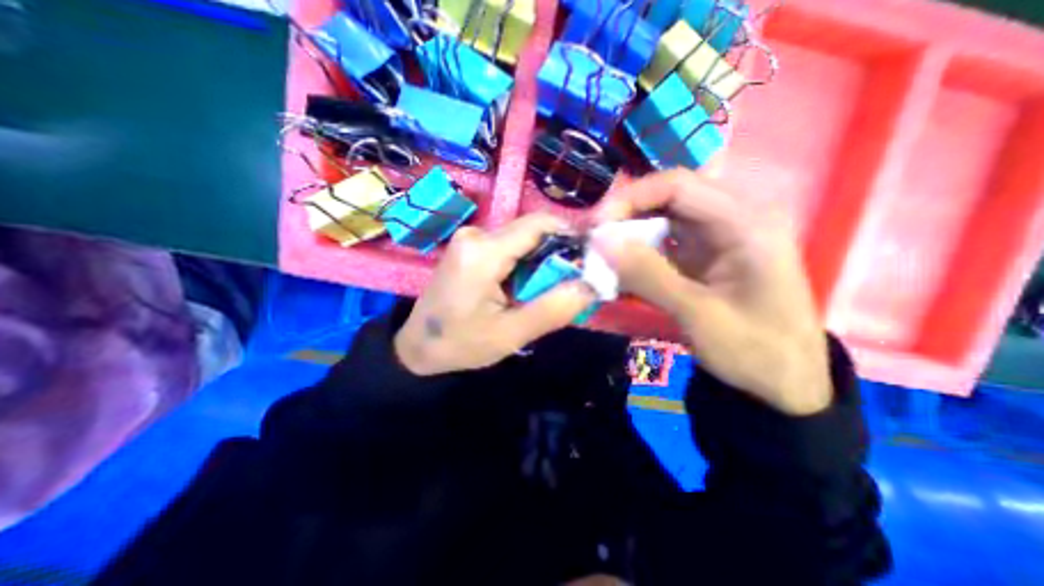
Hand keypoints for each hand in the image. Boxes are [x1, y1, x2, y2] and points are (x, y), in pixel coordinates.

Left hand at [396, 214, 594, 375]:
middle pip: (531, 232)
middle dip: (554, 256)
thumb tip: (592, 283)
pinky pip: (507, 247)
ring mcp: (470, 239)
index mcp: (484, 252)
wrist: (418, 347)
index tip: (586, 262)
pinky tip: (519, 289)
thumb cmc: (461, 344)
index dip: (570, 236)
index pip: (540, 224)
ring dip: (538, 263)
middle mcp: (476, 234)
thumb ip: (554, 308)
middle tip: (563, 288)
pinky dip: (522, 265)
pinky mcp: (469, 247)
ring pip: (521, 241)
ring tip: (539, 293)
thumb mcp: (512, 333)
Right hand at [596, 170, 833, 416]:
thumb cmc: (754, 351)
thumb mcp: (698, 315)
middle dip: (626, 216)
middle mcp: (733, 218)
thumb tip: (599, 241)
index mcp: (746, 222)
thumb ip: (648, 275)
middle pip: (668, 198)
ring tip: (602, 256)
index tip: (597, 226)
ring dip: (630, 234)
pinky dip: (639, 252)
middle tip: (595, 242)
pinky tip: (622, 269)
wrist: (784, 382)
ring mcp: (718, 237)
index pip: (678, 185)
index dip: (631, 198)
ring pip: (662, 218)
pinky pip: (664, 241)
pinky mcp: (704, 255)